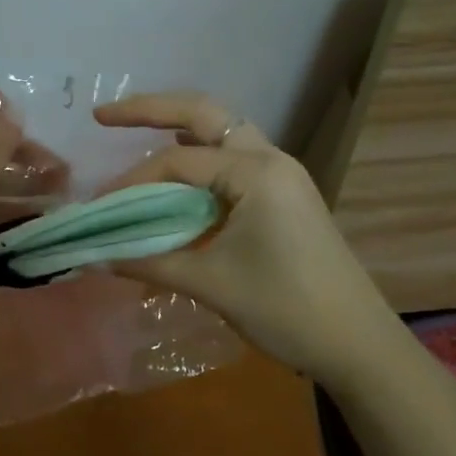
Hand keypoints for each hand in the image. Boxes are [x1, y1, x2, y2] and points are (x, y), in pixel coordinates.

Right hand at [95, 91, 388, 375]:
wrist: (358, 346)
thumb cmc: (286, 311)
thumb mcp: (211, 284)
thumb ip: (150, 262)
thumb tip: (97, 256)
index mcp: (256, 173)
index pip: (178, 162)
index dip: (132, 182)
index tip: (100, 207)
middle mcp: (271, 159)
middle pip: (204, 113)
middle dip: (150, 109)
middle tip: (104, 116)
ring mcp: (282, 175)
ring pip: (223, 130)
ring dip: (179, 126)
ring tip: (135, 130)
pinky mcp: (284, 194)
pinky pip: (233, 157)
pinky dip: (200, 155)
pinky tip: (177, 171)